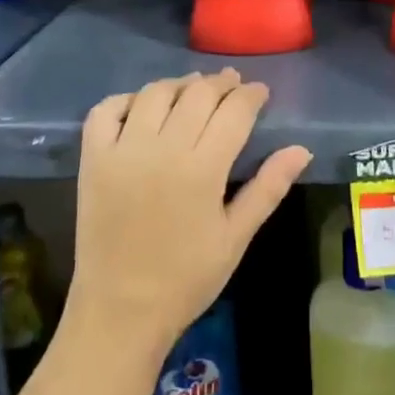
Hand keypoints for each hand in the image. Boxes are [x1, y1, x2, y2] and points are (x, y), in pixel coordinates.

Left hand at [69, 70, 310, 353]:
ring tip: (193, 89)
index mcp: (203, 170)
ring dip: (179, 84)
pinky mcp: (93, 159)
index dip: (251, 95)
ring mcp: (123, 151)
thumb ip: (268, 188)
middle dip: (220, 83)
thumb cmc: (186, 279)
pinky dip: (126, 99)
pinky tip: (143, 106)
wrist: (120, 311)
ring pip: (155, 93)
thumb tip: (301, 149)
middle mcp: (163, 149)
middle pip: (197, 94)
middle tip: (232, 84)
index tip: (260, 91)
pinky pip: (106, 110)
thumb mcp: (236, 237)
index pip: (234, 112)